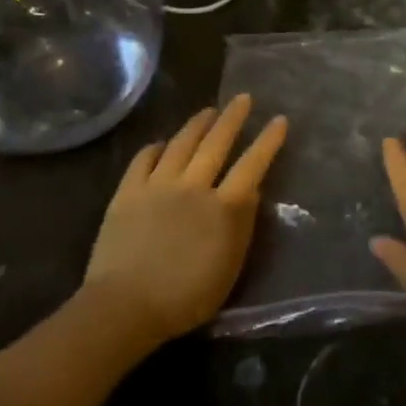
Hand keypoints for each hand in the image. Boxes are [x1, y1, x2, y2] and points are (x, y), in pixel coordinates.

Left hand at [81, 95, 287, 347]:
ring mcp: (158, 185)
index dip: (268, 141)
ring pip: (181, 144)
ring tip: (208, 111)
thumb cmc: (186, 297)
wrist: (126, 306)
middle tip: (243, 98)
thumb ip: (242, 225)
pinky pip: (143, 160)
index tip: (279, 119)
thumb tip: (251, 192)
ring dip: (197, 125)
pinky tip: (162, 143)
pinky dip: (155, 148)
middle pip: (216, 144)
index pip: (252, 165)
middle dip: (233, 119)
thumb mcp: (229, 266)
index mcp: (224, 207)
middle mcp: (193, 186)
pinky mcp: (128, 192)